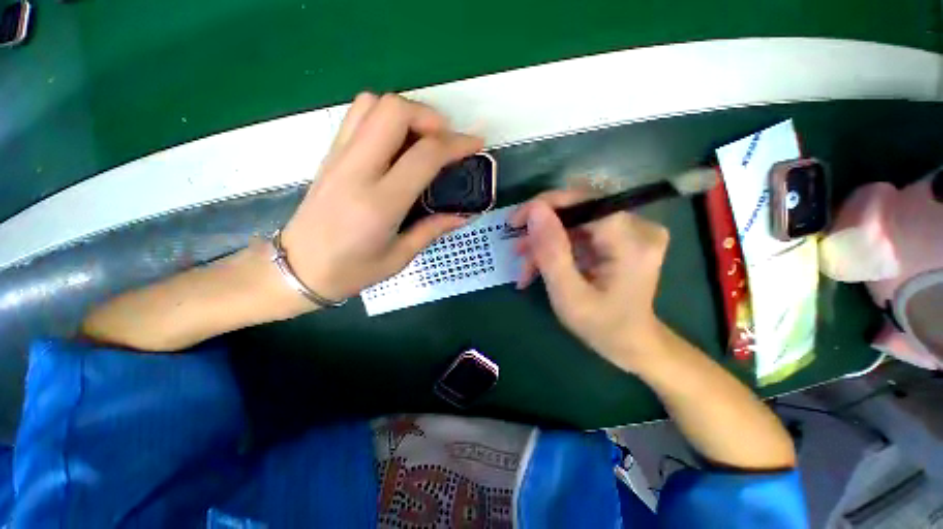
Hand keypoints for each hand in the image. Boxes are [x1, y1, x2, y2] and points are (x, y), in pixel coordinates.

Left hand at [280, 93, 482, 302]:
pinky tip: (397, 143)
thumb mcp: (399, 257)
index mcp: (380, 203)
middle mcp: (357, 171)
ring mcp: (339, 158)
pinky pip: (357, 117)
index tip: (475, 145)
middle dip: (429, 117)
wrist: (297, 269)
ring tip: (422, 139)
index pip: (424, 156)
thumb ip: (433, 229)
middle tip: (445, 141)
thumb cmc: (351, 271)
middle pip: (393, 111)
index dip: (456, 144)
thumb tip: (463, 214)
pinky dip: (383, 117)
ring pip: (372, 104)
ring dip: (405, 113)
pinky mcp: (330, 155)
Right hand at [511, 189, 669, 371]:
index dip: (544, 205)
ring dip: (546, 241)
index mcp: (630, 241)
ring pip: (574, 221)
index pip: (582, 200)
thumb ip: (551, 252)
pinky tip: (540, 266)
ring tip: (526, 267)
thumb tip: (534, 210)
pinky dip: (558, 247)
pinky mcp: (621, 236)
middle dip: (541, 229)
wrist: (632, 343)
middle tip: (517, 250)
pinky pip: (580, 231)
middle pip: (577, 208)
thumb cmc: (602, 326)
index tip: (515, 223)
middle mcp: (638, 226)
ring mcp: (631, 230)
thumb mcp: (568, 295)